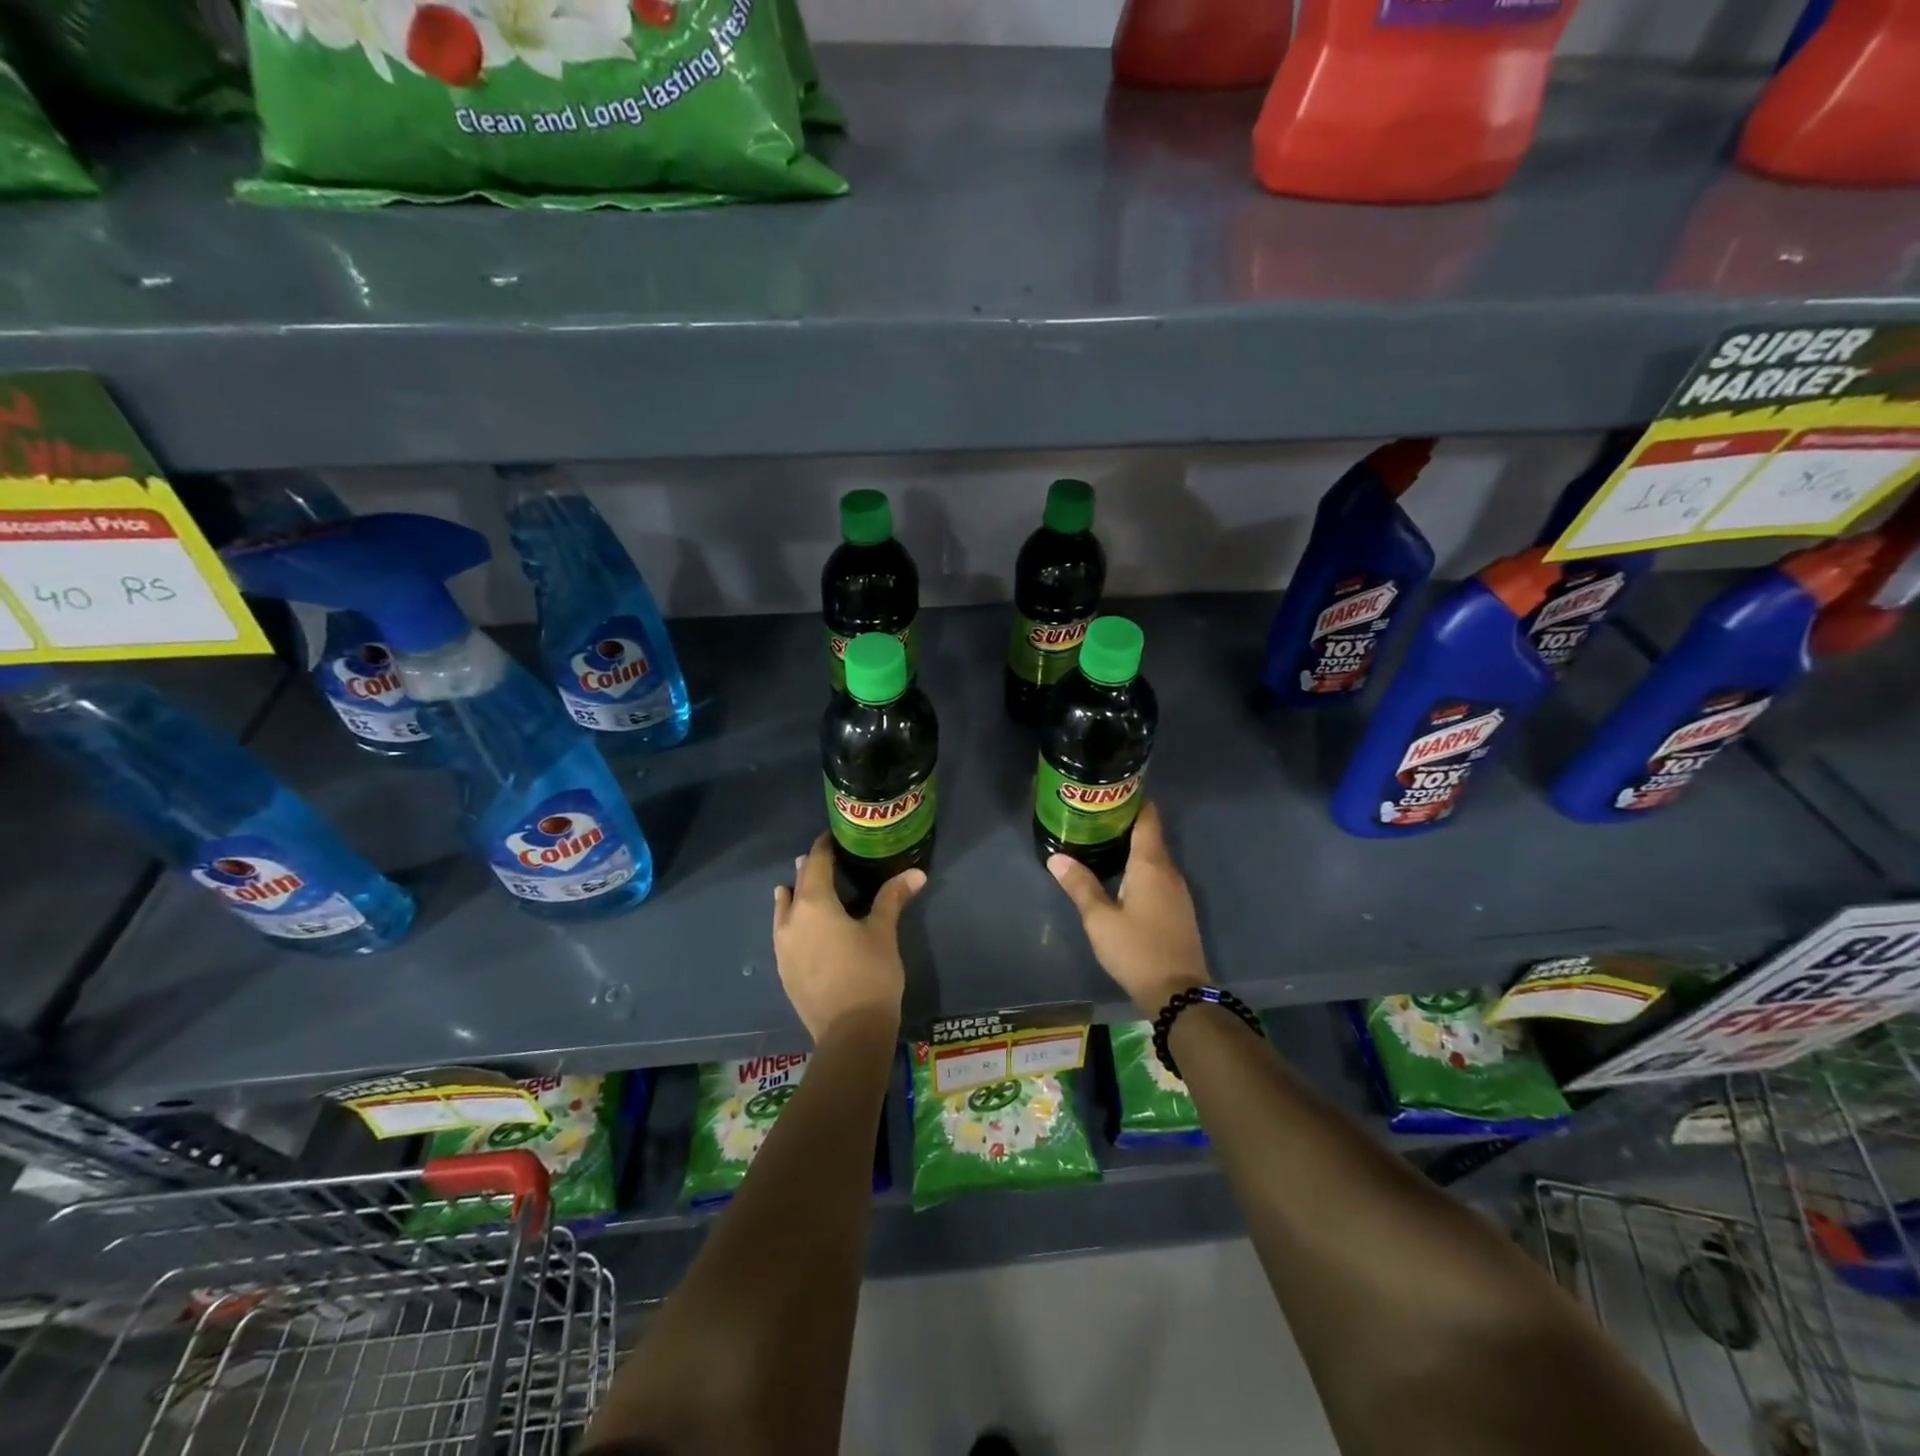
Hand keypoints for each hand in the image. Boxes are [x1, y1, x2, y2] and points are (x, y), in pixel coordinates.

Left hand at [773, 834, 923, 1042]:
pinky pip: (784, 933)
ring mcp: (783, 948)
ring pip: (784, 910)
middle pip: (798, 885)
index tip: (833, 837)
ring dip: (794, 895)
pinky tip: (801, 927)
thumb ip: (893, 898)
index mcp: (814, 904)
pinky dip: (792, 921)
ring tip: (801, 887)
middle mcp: (791, 920)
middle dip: (810, 870)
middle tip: (824, 858)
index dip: (824, 847)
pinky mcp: (784, 970)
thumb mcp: (883, 932)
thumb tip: (916, 873)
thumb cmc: (869, 974)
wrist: (849, 1033)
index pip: (816, 863)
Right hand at [1047, 801, 1209, 1018]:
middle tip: (1094, 815)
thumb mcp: (1100, 919)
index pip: (1147, 818)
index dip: (1132, 800)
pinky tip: (1121, 875)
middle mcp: (1169, 871)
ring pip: (1155, 857)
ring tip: (1102, 840)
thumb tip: (1056, 857)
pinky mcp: (1178, 909)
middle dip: (1125, 822)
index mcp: (1151, 864)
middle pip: (1150, 835)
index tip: (1111, 790)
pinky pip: (1158, 875)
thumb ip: (1080, 885)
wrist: (1178, 993)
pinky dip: (1140, 867)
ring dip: (1133, 846)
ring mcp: (1178, 891)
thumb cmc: (1136, 949)